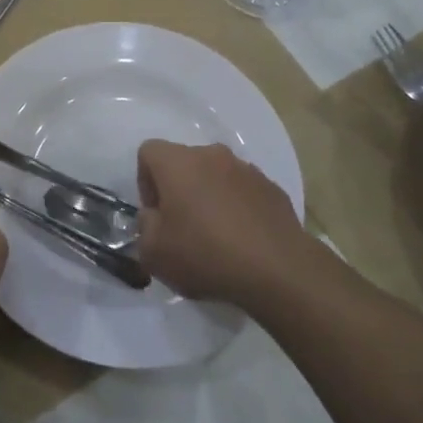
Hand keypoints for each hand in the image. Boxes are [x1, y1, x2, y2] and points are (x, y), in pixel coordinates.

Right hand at [135, 141, 306, 309]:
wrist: (278, 270)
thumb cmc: (206, 255)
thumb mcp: (154, 253)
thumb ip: (144, 227)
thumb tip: (154, 216)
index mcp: (178, 162)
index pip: (148, 152)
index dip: (145, 182)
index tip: (156, 214)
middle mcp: (211, 155)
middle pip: (184, 162)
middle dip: (178, 189)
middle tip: (183, 228)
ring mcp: (246, 169)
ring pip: (215, 175)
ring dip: (209, 197)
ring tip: (216, 237)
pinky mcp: (271, 188)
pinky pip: (243, 191)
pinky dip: (237, 207)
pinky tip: (243, 240)